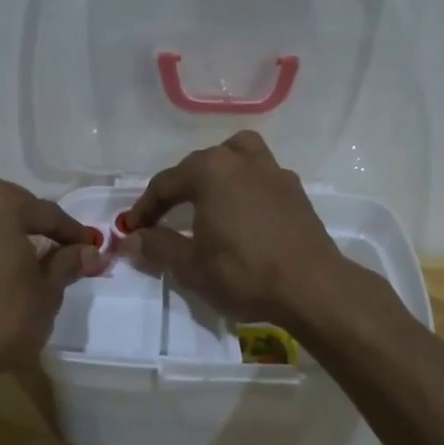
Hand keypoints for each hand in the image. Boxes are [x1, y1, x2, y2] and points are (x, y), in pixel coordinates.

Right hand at [117, 131, 352, 329]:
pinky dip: (245, 187)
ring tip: (208, 199)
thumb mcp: (191, 266)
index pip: (165, 183)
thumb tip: (131, 240)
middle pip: (200, 165)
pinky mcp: (296, 191)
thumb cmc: (244, 272)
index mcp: (211, 170)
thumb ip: (158, 246)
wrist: (312, 287)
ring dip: (217, 173)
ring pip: (237, 156)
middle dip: (177, 189)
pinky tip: (243, 215)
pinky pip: (261, 177)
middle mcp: (242, 160)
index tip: (132, 230)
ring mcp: (274, 172)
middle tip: (163, 218)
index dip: (144, 208)